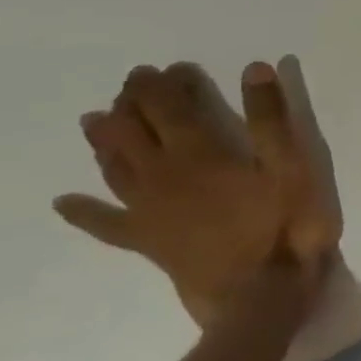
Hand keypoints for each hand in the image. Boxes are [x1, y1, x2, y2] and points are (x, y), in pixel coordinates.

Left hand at [54, 59, 341, 330]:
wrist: (263, 292)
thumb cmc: (286, 224)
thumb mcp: (294, 165)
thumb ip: (271, 118)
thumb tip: (253, 69)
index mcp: (197, 152)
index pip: (168, 105)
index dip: (166, 83)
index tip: (172, 68)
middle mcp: (160, 175)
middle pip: (131, 129)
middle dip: (130, 102)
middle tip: (135, 84)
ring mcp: (146, 211)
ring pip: (112, 166)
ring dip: (103, 139)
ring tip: (95, 120)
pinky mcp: (146, 241)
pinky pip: (104, 223)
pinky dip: (83, 211)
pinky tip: (65, 203)